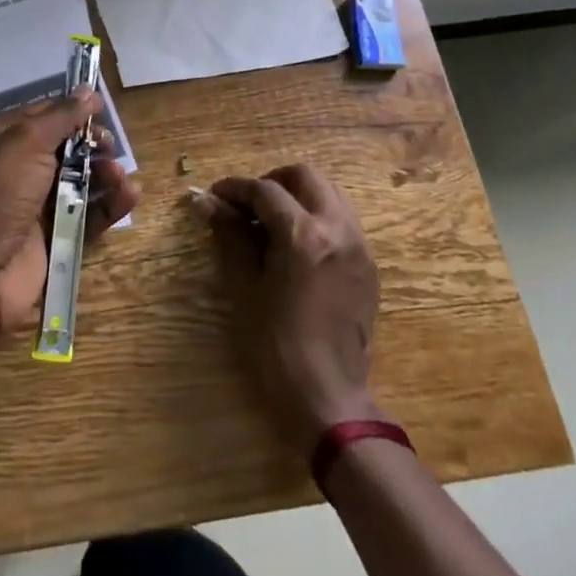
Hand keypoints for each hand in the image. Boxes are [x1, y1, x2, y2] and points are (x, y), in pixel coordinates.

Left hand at [0, 91, 138, 345]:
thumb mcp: (27, 142)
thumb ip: (62, 116)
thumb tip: (88, 90)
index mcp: (3, 139)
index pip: (45, 115)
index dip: (74, 110)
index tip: (103, 109)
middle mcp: (20, 169)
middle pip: (67, 148)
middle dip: (92, 144)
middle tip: (110, 148)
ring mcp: (37, 205)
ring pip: (81, 182)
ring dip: (104, 174)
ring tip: (120, 176)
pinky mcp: (56, 238)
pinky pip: (89, 215)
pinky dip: (110, 205)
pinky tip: (129, 196)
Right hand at [193, 165, 382, 450]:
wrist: (327, 399)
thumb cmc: (275, 346)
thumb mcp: (244, 287)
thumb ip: (229, 235)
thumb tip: (207, 201)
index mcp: (304, 236)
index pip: (265, 190)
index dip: (235, 188)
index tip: (215, 196)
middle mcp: (337, 229)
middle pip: (305, 176)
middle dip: (272, 182)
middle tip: (247, 205)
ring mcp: (359, 246)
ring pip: (329, 193)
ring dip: (297, 196)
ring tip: (270, 222)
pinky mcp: (368, 265)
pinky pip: (342, 220)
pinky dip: (317, 216)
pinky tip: (296, 245)